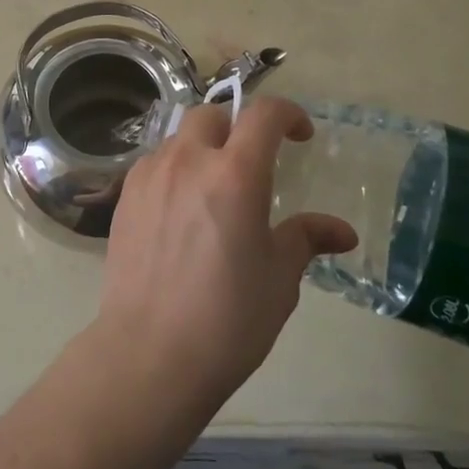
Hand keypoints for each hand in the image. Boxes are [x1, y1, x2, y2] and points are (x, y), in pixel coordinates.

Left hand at [92, 97, 357, 417]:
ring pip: (180, 137)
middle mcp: (189, 161)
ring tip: (214, 187)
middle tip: (252, 161)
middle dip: (238, 127)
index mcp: (235, 174)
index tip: (301, 134)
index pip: (263, 115)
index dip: (288, 114)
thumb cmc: (228, 318)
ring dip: (203, 147)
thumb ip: (306, 239)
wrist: (150, 353)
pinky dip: (175, 169)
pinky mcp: (125, 195)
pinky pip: (155, 162)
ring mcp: (150, 175)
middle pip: (213, 115)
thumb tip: (342, 231)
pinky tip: (180, 208)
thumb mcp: (279, 279)